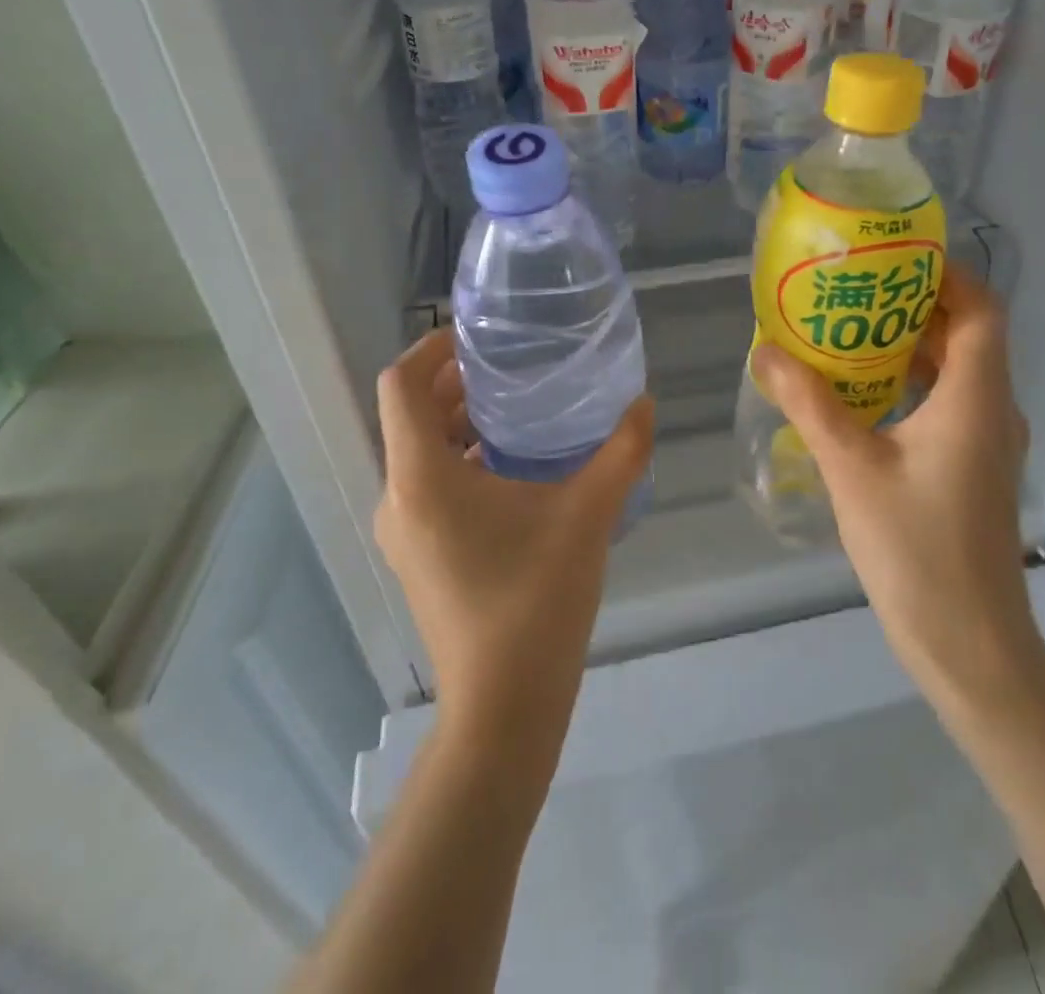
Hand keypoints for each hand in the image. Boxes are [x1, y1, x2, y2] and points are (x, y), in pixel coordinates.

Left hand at [375, 330, 653, 766]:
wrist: (503, 707)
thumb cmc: (536, 600)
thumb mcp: (588, 515)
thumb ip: (622, 452)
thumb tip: (645, 403)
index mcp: (422, 477)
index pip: (400, 385)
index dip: (431, 347)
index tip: (478, 336)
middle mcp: (399, 497)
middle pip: (411, 415)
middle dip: (455, 383)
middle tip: (512, 365)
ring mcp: (404, 531)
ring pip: (420, 452)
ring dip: (460, 423)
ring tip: (519, 410)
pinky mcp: (419, 555)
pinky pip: (430, 485)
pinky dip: (462, 460)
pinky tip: (516, 469)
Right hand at [751, 269, 1040, 712]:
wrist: (968, 643)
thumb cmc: (916, 548)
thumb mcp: (851, 468)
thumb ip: (809, 404)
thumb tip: (765, 351)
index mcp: (977, 398)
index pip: (981, 310)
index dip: (946, 275)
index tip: (893, 259)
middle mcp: (993, 411)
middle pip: (967, 335)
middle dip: (914, 306)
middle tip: (854, 290)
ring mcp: (987, 443)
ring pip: (957, 372)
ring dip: (911, 347)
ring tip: (849, 332)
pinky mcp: (973, 469)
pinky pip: (948, 405)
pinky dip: (912, 385)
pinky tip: (863, 395)